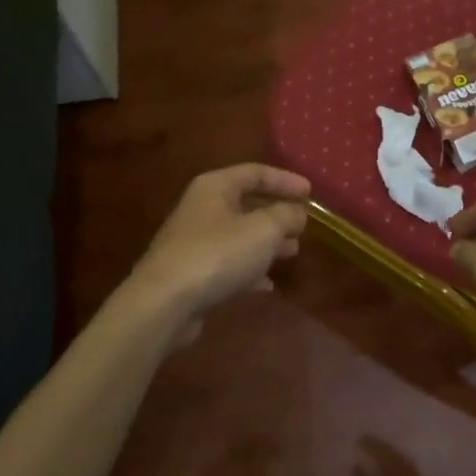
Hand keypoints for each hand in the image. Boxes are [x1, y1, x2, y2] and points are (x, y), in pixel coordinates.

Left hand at [126, 164, 310, 324]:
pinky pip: (227, 264)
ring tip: (292, 251)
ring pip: (239, 235)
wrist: (164, 303)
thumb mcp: (263, 229)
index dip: (285, 180)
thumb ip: (286, 215)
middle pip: (246, 203)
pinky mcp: (192, 273)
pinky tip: (266, 284)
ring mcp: (194, 242)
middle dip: (276, 213)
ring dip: (266, 242)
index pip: (255, 172)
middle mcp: (202, 208)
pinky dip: (249, 269)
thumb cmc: (218, 254)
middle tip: (302, 224)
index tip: (310, 193)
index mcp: (215, 187)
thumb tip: (297, 212)